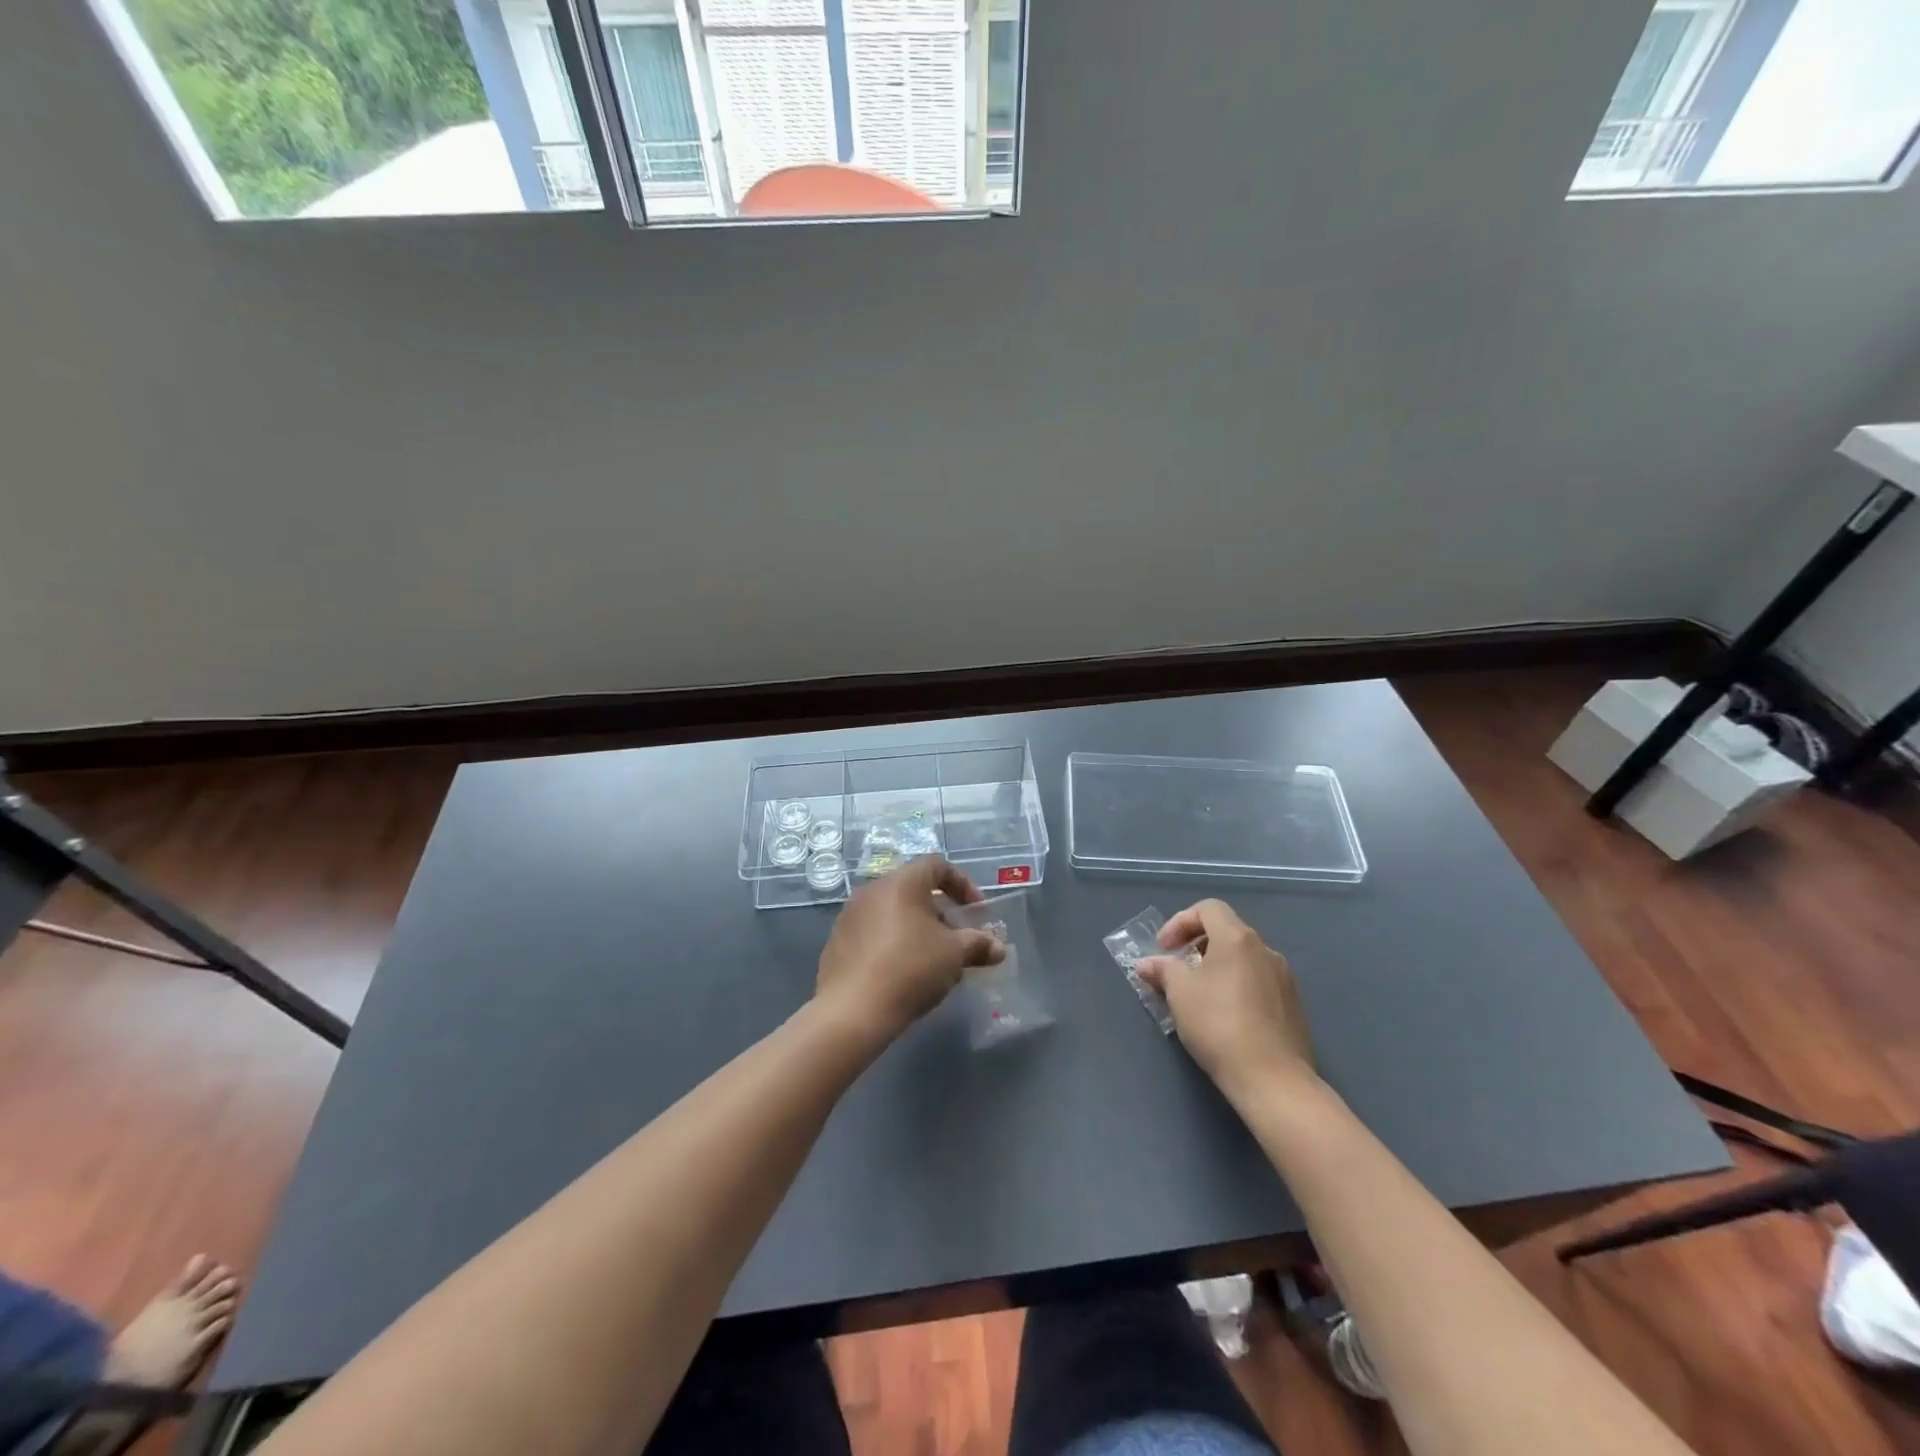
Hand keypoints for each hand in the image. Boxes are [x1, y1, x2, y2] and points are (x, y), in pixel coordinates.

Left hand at [816, 857, 1005, 1045]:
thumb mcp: (954, 955)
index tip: (977, 912)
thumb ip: (978, 945)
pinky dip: (894, 944)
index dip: (963, 884)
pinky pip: (874, 934)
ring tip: (935, 961)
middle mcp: (873, 890)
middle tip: (958, 940)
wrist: (852, 1010)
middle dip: (942, 913)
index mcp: (902, 882)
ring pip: (894, 913)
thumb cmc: (910, 968)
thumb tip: (999, 948)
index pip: (937, 865)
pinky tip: (905, 974)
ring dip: (918, 930)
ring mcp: (851, 916)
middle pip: (915, 890)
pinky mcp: (838, 942)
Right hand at [1136, 899, 1315, 1098]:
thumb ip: (1162, 970)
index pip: (1208, 909)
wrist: (1272, 1079)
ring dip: (1216, 967)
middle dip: (1196, 945)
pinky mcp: (1293, 1006)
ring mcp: (1284, 979)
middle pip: (1227, 932)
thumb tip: (1148, 964)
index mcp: (1238, 939)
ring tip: (1198, 995)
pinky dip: (1236, 986)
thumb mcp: (1179, 993)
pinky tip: (1224, 1016)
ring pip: (1243, 959)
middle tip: (1177, 969)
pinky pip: (1258, 982)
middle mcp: (1266, 951)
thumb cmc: (1218, 1024)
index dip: (1180, 921)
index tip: (1164, 948)